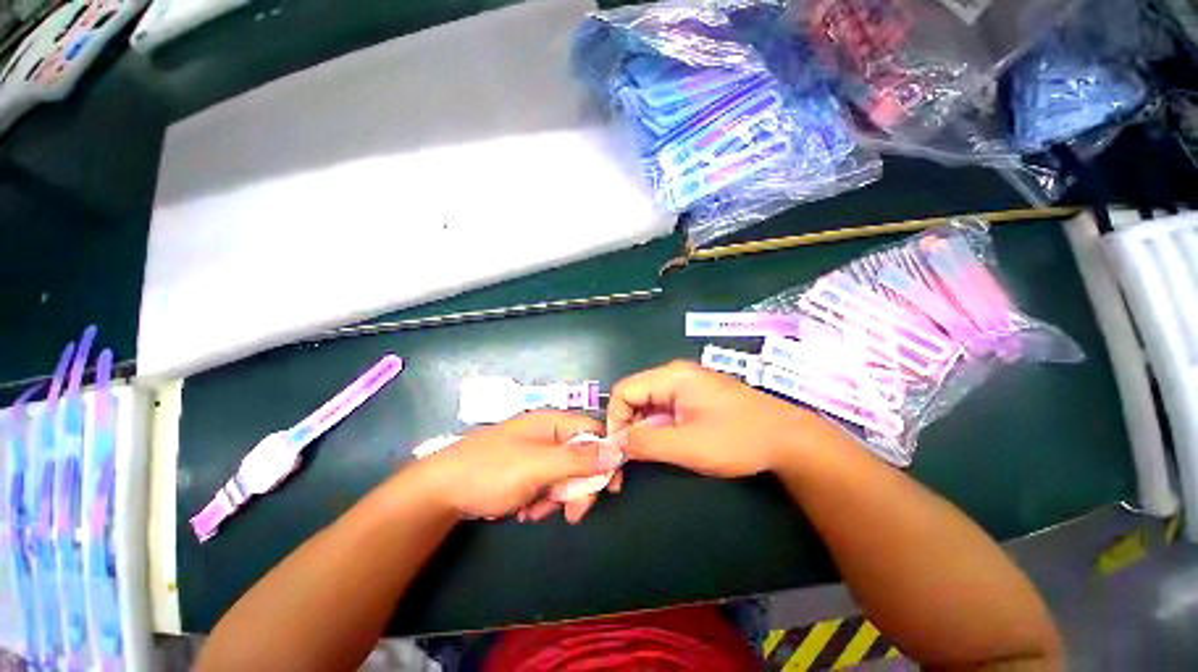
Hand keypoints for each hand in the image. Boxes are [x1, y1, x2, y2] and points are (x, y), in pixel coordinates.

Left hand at [407, 411, 623, 520]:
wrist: (440, 491)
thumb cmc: (491, 471)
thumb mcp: (538, 466)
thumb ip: (578, 459)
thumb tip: (616, 451)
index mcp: (552, 423)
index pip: (593, 431)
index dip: (606, 455)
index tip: (611, 486)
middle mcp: (547, 434)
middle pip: (581, 457)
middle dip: (578, 486)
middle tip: (573, 513)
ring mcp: (535, 453)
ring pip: (565, 475)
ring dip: (558, 497)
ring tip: (535, 511)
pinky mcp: (525, 471)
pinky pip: (547, 485)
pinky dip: (542, 500)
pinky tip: (525, 510)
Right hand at [607, 361, 833, 477]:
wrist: (788, 439)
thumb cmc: (739, 439)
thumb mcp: (688, 445)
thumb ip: (646, 442)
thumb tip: (614, 444)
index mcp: (671, 377)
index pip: (624, 390)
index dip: (615, 419)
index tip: (618, 450)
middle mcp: (675, 375)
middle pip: (634, 396)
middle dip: (626, 426)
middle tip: (628, 459)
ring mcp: (686, 385)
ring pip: (648, 405)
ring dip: (641, 430)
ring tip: (645, 456)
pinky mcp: (695, 398)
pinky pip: (663, 410)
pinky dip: (656, 428)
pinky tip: (664, 446)